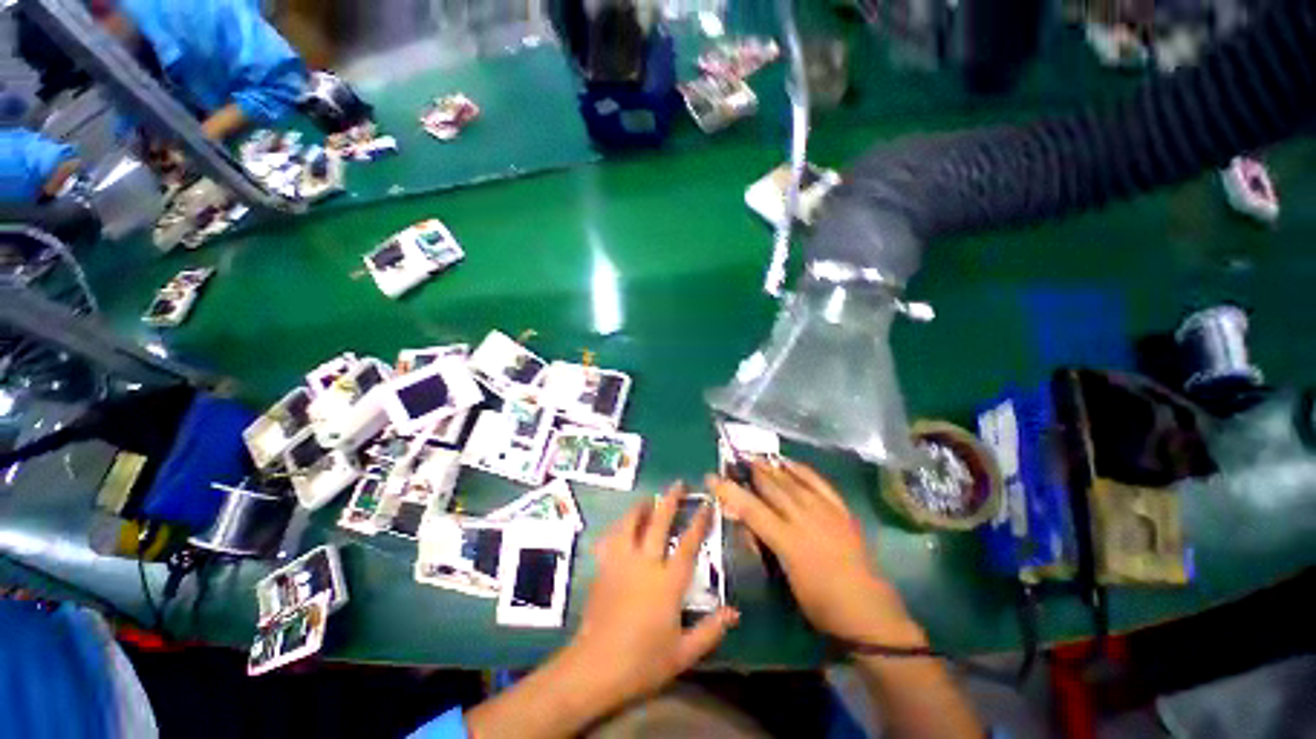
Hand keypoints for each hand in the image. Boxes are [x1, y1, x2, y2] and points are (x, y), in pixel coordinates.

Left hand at [558, 483, 738, 712]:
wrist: (595, 668)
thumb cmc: (642, 662)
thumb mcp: (683, 653)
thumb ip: (710, 631)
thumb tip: (734, 612)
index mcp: (667, 583)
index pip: (687, 544)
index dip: (698, 522)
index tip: (706, 504)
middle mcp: (645, 564)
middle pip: (658, 523)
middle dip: (669, 500)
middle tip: (678, 483)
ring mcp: (621, 563)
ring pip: (630, 523)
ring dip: (640, 508)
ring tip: (648, 499)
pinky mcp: (603, 568)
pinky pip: (610, 539)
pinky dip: (617, 528)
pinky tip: (620, 527)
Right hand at [708, 461, 924, 647]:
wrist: (868, 611)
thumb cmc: (820, 604)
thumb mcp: (785, 578)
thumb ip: (765, 545)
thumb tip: (746, 521)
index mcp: (788, 541)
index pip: (751, 509)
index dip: (729, 491)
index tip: (712, 478)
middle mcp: (805, 519)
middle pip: (772, 488)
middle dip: (750, 472)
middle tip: (734, 461)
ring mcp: (825, 512)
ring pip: (792, 481)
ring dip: (772, 467)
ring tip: (756, 457)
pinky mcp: (841, 510)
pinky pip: (819, 483)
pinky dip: (802, 470)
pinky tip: (790, 463)